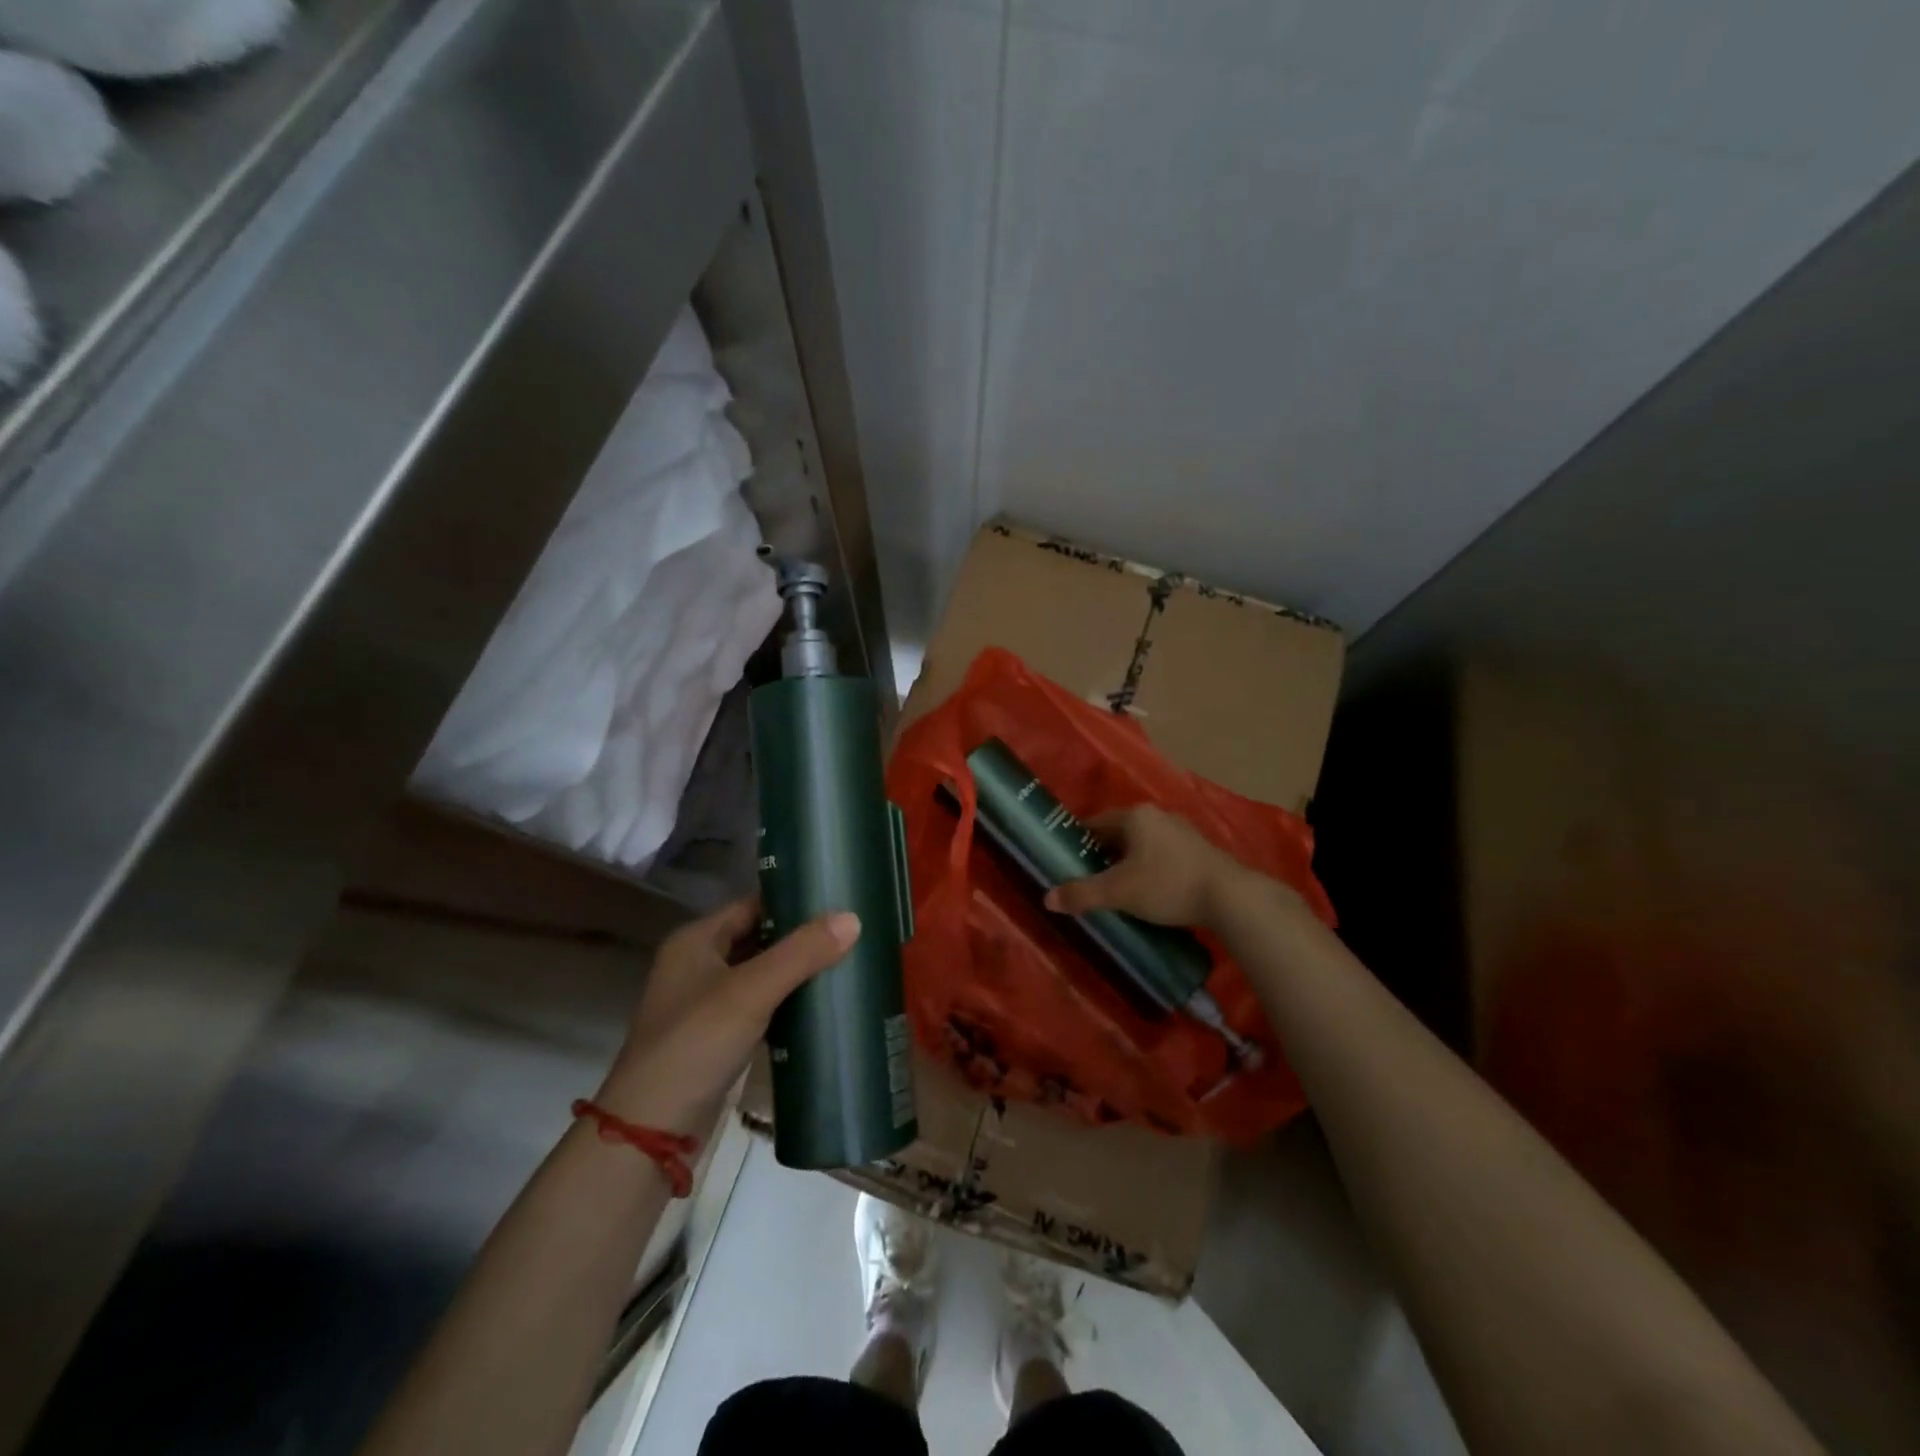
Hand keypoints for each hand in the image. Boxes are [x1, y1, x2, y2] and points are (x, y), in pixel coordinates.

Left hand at [597, 898, 859, 1134]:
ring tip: (846, 961)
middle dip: (800, 936)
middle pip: (758, 937)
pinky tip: (821, 1004)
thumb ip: (801, 953)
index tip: (838, 899)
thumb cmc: (695, 1044)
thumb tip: (853, 917)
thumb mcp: (751, 992)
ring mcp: (707, 1003)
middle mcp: (698, 964)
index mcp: (696, 941)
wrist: (651, 1131)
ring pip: (761, 973)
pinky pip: (761, 1006)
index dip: (792, 900)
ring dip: (796, 970)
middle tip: (851, 931)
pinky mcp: (718, 1037)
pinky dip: (787, 1002)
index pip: (752, 904)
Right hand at [1043, 804, 1252, 927]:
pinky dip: (1149, 869)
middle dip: (1102, 855)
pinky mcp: (1199, 851)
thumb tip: (1047, 899)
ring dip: (1126, 863)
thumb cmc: (1168, 885)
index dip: (1078, 842)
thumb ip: (1082, 894)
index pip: (1095, 823)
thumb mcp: (1118, 892)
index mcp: (1135, 816)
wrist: (1231, 898)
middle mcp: (1158, 816)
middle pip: (1119, 834)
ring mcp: (1182, 832)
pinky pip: (1162, 855)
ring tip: (1114, 889)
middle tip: (1086, 879)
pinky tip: (1147, 891)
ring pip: (1142, 845)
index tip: (1066, 861)